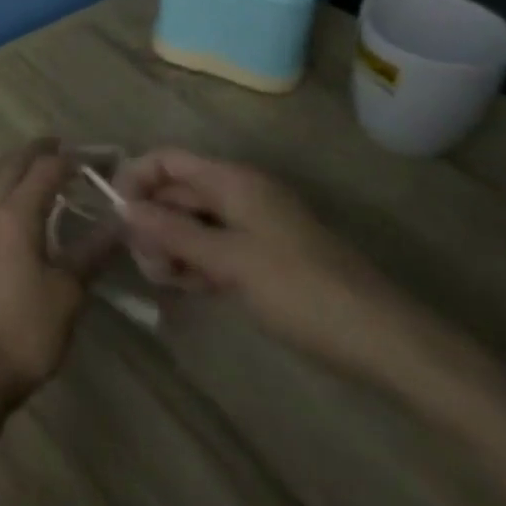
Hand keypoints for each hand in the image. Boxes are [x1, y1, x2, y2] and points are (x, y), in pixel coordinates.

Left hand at [0, 137, 110, 412]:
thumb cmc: (26, 328)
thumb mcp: (68, 292)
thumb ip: (90, 253)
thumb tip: (118, 223)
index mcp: (14, 215)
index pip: (43, 170)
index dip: (70, 159)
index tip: (98, 157)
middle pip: (10, 167)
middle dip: (34, 151)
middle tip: (60, 145)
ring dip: (17, 169)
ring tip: (42, 169)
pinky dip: (8, 191)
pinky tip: (24, 209)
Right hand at [117, 148, 417, 383]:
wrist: (388, 345)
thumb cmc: (302, 292)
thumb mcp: (229, 261)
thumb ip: (172, 233)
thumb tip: (123, 208)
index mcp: (233, 181)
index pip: (167, 160)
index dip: (136, 179)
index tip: (117, 216)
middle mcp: (239, 195)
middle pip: (175, 193)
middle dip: (152, 222)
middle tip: (147, 265)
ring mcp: (252, 227)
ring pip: (190, 224)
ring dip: (170, 247)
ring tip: (169, 282)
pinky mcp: (262, 258)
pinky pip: (212, 248)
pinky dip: (195, 263)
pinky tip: (190, 289)